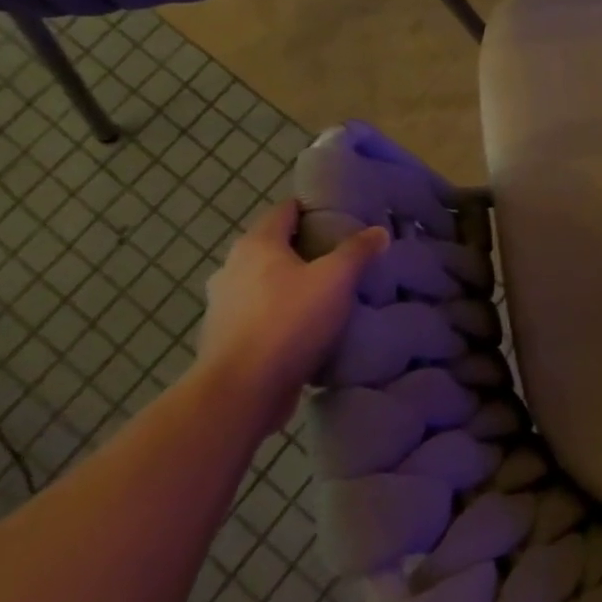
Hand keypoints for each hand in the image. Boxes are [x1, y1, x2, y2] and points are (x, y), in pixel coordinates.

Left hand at [197, 203, 387, 430]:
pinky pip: (260, 315)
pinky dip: (281, 315)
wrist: (241, 392)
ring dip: (291, 285)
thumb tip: (378, 231)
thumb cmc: (289, 321)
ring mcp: (223, 306)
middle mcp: (232, 268)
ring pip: (265, 283)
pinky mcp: (225, 339)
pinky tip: (307, 328)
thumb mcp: (336, 279)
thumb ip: (358, 251)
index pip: (285, 210)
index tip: (341, 215)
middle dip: (305, 248)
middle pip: (274, 246)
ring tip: (328, 294)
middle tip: (342, 256)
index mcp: (256, 245)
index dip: (313, 208)